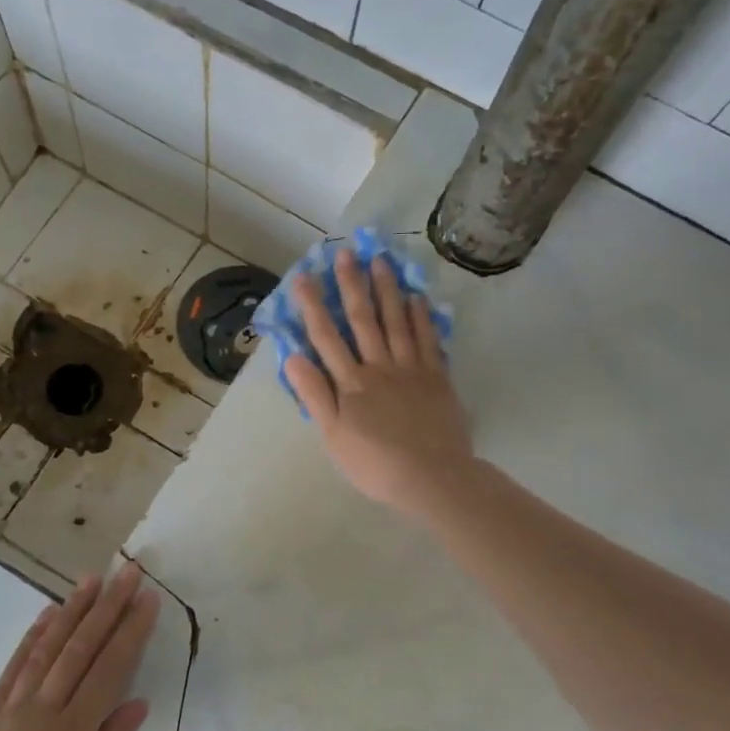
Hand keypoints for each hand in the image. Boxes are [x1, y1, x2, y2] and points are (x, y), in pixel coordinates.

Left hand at [0, 565, 159, 730]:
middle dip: (106, 607)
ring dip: (70, 611)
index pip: (108, 669)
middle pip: (79, 648)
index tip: (148, 598)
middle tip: (127, 572)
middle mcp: (39, 712)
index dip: (130, 631)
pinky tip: (45, 619)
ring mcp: (7, 713)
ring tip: (90, 580)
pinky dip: (31, 638)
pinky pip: (12, 669)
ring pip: (45, 649)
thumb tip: (137, 702)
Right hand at [284, 246, 475, 515]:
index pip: (327, 337)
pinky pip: (427, 339)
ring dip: (387, 289)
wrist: (432, 477)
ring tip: (380, 260)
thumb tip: (292, 357)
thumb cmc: (375, 464)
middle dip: (352, 285)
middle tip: (346, 253)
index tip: (304, 277)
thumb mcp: (333, 436)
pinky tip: (416, 296)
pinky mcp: (436, 376)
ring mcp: (411, 368)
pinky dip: (421, 316)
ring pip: (396, 321)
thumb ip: (315, 395)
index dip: (314, 306)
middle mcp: (379, 366)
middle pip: (363, 320)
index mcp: (351, 383)